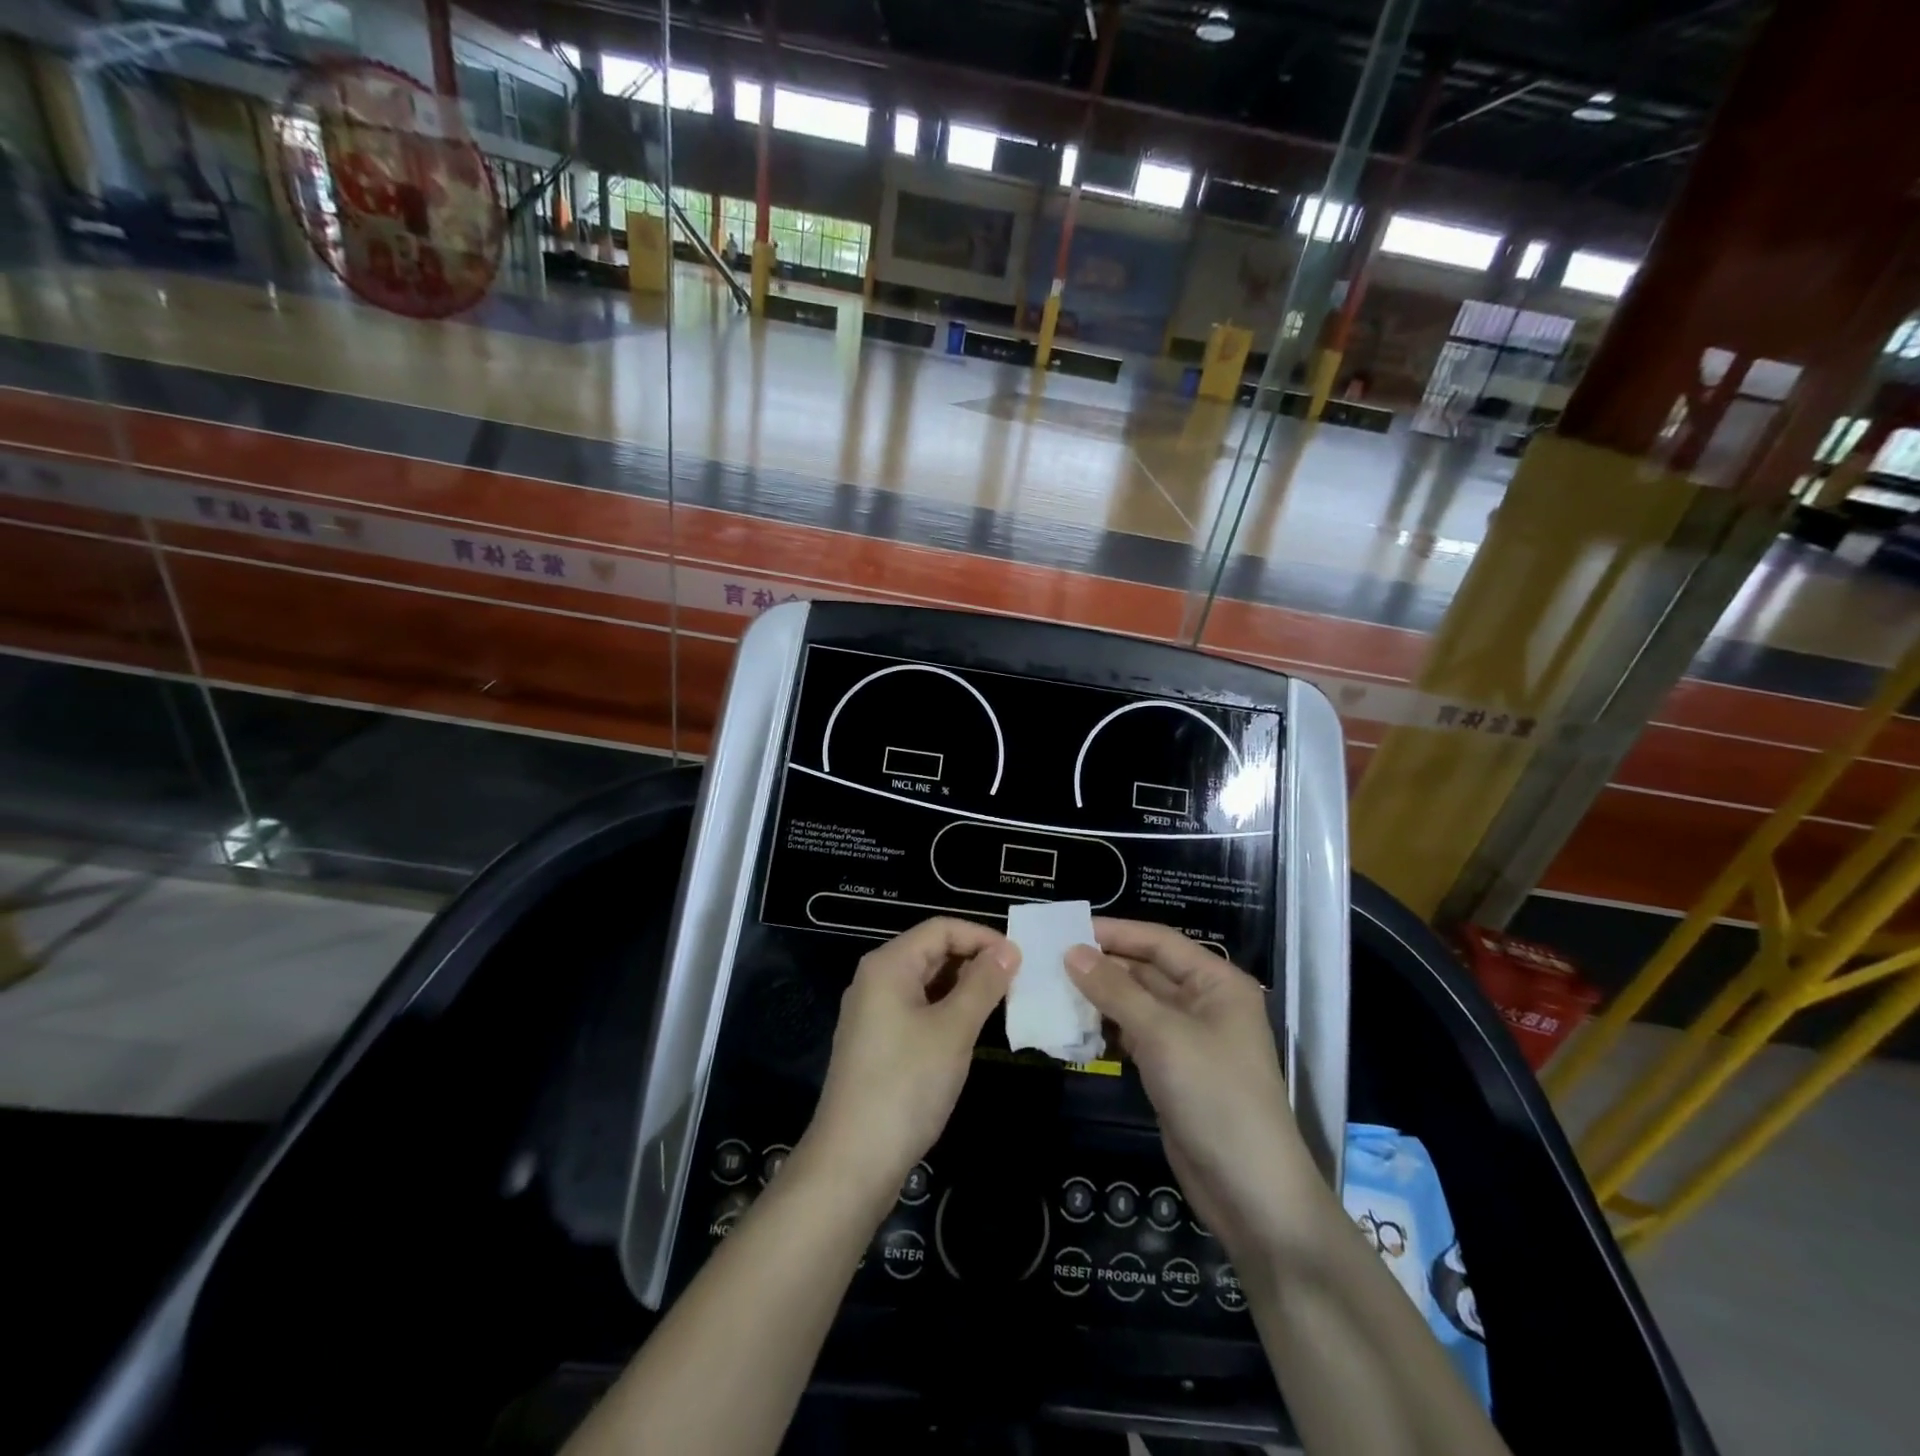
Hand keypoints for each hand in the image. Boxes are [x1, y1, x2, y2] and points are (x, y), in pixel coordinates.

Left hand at [801, 917, 1017, 1205]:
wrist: (852, 1162)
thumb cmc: (906, 1085)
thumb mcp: (953, 1030)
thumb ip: (983, 985)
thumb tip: (1008, 950)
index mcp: (888, 965)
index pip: (941, 928)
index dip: (981, 936)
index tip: (1019, 958)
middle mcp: (875, 980)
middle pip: (931, 952)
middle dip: (974, 961)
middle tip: (1017, 982)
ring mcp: (873, 1013)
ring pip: (926, 983)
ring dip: (963, 987)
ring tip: (1002, 1005)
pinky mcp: (876, 1043)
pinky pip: (917, 1009)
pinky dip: (946, 1011)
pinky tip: (970, 1031)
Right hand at [1066, 920, 1323, 1268]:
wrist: (1250, 1193)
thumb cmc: (1215, 1096)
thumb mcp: (1163, 1035)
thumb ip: (1115, 990)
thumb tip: (1071, 951)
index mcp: (1216, 982)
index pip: (1159, 942)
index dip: (1115, 932)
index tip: (1066, 929)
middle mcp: (1203, 1003)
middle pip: (1145, 971)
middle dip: (1100, 966)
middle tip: (1048, 961)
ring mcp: (1187, 1039)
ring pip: (1135, 1005)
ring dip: (1098, 999)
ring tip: (1051, 990)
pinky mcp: (1171, 1071)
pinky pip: (1133, 1036)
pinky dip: (1105, 1031)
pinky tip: (1071, 1028)